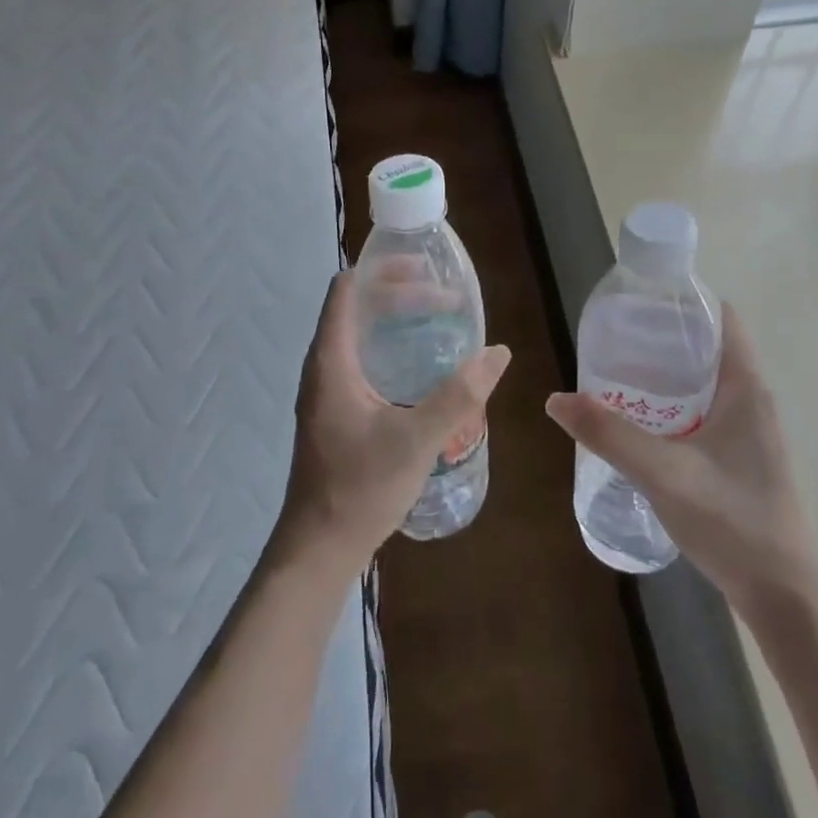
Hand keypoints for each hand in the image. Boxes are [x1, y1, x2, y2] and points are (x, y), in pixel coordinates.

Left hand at [275, 269, 510, 577]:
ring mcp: (327, 389)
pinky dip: (391, 347)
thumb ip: (459, 395)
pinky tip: (422, 366)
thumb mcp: (416, 440)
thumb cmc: (360, 488)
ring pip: (359, 334)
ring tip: (439, 322)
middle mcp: (324, 366)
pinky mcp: (336, 409)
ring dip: (396, 320)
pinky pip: (362, 358)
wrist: (319, 548)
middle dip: (399, 294)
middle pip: (357, 307)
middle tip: (445, 299)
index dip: (382, 270)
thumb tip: (498, 353)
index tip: (424, 269)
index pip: (347, 290)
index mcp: (331, 360)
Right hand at [546, 305, 811, 611]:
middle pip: (710, 347)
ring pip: (707, 382)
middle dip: (665, 336)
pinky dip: (676, 405)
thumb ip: (610, 435)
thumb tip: (556, 399)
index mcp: (747, 387)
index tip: (641, 299)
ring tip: (621, 373)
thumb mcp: (664, 473)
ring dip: (669, 373)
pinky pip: (707, 412)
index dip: (685, 300)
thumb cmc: (733, 522)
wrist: (785, 598)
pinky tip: (644, 424)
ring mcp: (753, 432)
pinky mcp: (744, 459)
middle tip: (617, 337)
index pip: (723, 318)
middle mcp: (754, 401)